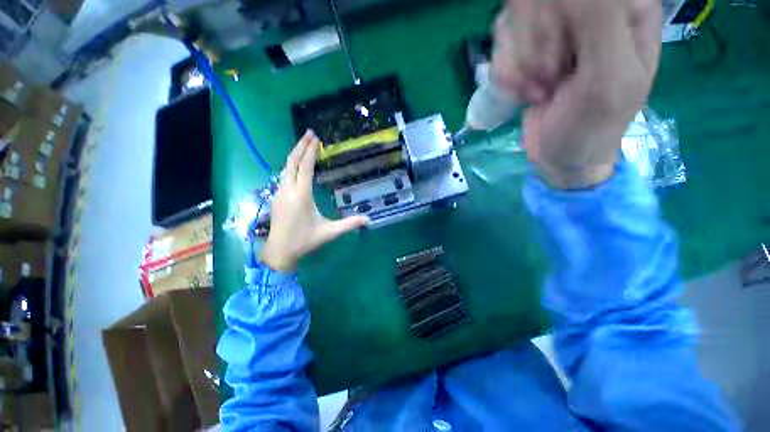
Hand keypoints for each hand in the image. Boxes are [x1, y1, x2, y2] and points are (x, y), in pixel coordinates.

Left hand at [260, 131, 369, 271]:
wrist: (279, 251)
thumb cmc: (305, 241)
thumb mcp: (329, 232)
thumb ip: (349, 224)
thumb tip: (368, 220)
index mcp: (301, 195)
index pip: (305, 167)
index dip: (310, 151)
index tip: (315, 138)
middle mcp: (288, 190)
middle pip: (291, 161)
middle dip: (300, 146)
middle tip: (309, 133)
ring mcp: (280, 193)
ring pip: (285, 167)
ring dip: (295, 154)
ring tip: (304, 145)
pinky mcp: (277, 197)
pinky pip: (284, 175)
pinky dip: (291, 165)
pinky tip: (297, 165)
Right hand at [492, 0, 661, 187]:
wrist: (560, 158)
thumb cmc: (590, 128)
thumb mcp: (607, 81)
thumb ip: (600, 25)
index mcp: (626, 10)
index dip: (560, 17)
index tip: (560, 60)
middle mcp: (591, 12)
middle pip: (540, 2)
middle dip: (536, 47)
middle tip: (549, 80)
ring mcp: (556, 31)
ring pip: (515, 21)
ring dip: (519, 66)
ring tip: (538, 91)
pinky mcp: (529, 52)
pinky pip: (502, 47)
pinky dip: (507, 76)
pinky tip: (523, 94)